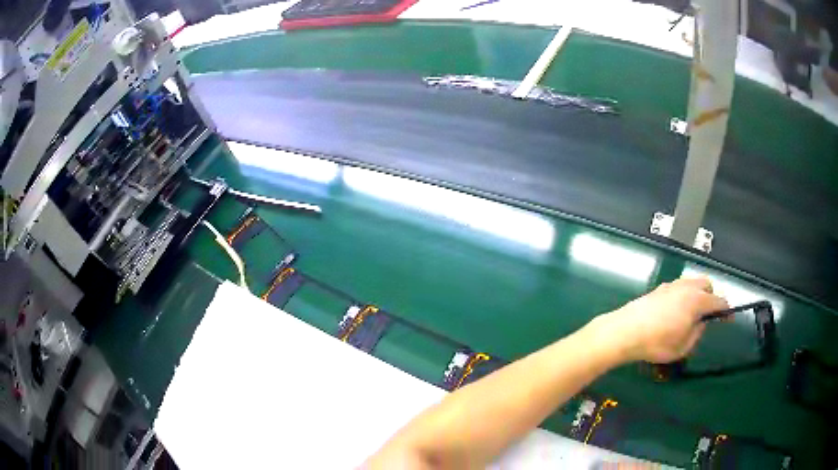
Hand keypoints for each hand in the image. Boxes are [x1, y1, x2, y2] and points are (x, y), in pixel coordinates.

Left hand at [593, 277, 728, 363]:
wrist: (625, 331)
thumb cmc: (656, 343)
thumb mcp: (682, 347)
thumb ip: (697, 334)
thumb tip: (701, 324)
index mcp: (697, 301)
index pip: (718, 300)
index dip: (726, 310)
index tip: (729, 318)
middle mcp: (687, 287)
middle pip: (707, 284)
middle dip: (712, 297)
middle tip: (709, 315)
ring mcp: (672, 285)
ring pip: (692, 283)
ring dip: (698, 294)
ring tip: (692, 313)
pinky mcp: (659, 288)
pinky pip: (679, 287)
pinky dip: (684, 295)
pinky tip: (676, 310)